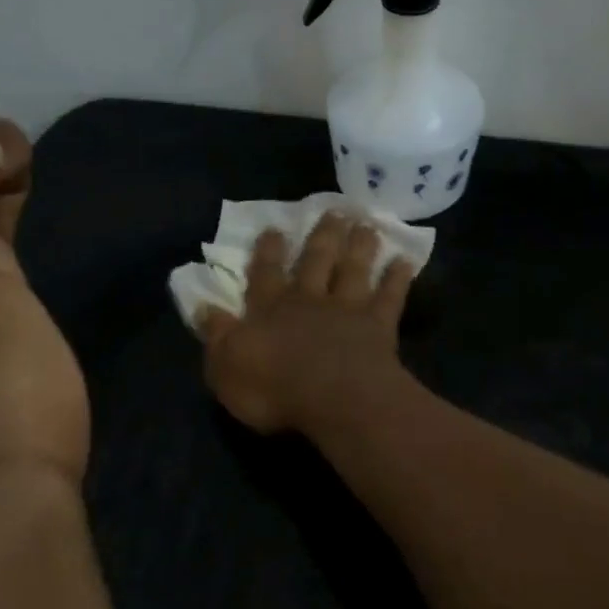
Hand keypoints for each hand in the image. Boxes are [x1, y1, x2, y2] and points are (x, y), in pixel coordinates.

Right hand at [199, 214, 414, 435]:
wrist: (334, 398)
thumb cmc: (274, 387)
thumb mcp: (226, 366)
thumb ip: (216, 334)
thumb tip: (202, 306)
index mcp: (270, 309)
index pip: (265, 274)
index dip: (268, 251)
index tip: (275, 227)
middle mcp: (309, 300)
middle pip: (316, 260)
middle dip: (322, 235)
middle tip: (334, 210)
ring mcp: (347, 309)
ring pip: (353, 269)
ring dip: (359, 246)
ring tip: (366, 224)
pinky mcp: (378, 325)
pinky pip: (390, 297)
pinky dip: (397, 278)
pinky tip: (406, 260)